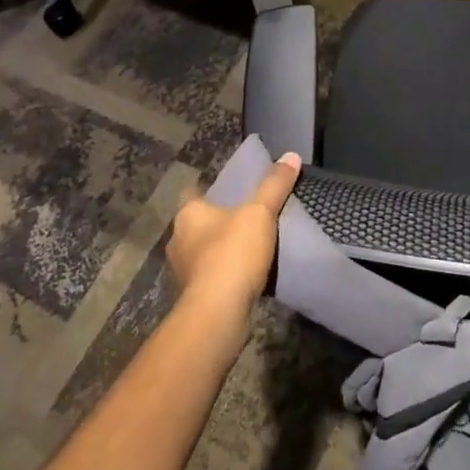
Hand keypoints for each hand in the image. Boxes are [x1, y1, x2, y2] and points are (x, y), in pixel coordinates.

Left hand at [165, 152, 300, 320]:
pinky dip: (223, 274)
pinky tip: (243, 276)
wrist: (217, 313)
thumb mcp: (260, 213)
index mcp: (188, 214)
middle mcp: (178, 240)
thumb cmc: (232, 253)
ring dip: (220, 250)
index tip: (231, 192)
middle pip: (198, 224)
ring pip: (202, 252)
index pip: (194, 193)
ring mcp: (181, 272)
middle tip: (246, 218)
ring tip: (249, 248)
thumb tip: (291, 155)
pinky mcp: (192, 297)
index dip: (210, 190)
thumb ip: (274, 185)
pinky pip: (209, 277)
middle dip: (218, 222)